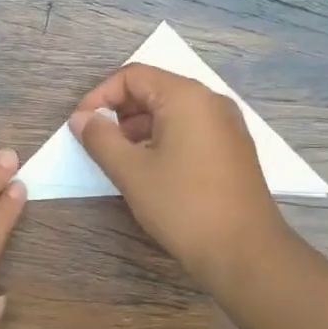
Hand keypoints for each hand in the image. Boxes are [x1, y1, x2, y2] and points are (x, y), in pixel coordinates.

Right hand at [71, 64, 289, 281]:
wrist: (246, 252)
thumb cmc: (184, 206)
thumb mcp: (132, 172)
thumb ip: (101, 139)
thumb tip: (81, 119)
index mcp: (186, 96)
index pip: (133, 76)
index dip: (100, 96)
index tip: (82, 126)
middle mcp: (210, 101)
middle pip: (153, 89)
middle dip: (120, 112)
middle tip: (99, 144)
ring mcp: (226, 124)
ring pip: (172, 111)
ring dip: (139, 128)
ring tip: (121, 160)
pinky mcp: (233, 148)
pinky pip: (190, 128)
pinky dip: (164, 138)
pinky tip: (151, 169)